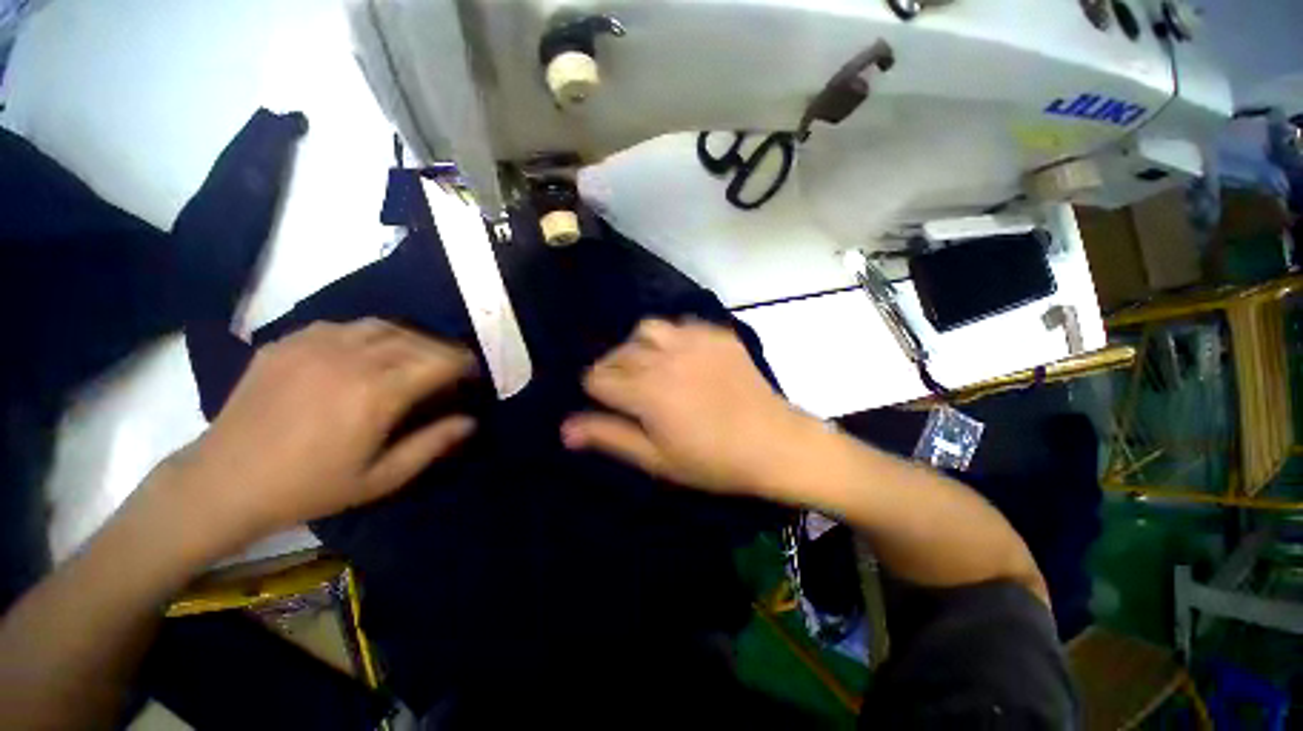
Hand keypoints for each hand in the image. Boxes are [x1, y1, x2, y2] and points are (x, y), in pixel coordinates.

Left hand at [153, 319, 476, 547]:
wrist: (224, 482)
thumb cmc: (309, 487)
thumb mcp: (381, 479)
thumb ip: (432, 445)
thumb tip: (471, 421)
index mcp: (377, 393)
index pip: (439, 362)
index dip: (464, 364)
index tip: (472, 373)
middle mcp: (351, 359)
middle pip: (416, 340)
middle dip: (442, 350)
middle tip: (449, 367)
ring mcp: (314, 345)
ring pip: (382, 326)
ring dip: (409, 338)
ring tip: (413, 356)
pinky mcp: (288, 343)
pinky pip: (342, 326)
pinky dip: (368, 334)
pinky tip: (366, 353)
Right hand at [562, 319, 813, 495]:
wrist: (773, 443)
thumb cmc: (712, 460)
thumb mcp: (656, 459)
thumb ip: (609, 437)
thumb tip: (565, 428)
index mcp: (645, 391)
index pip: (596, 377)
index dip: (596, 391)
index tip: (610, 405)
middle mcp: (664, 357)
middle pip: (618, 352)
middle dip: (614, 371)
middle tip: (630, 393)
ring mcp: (693, 340)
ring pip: (646, 329)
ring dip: (638, 347)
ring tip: (650, 367)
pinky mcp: (716, 334)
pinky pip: (680, 324)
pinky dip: (670, 337)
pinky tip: (681, 357)